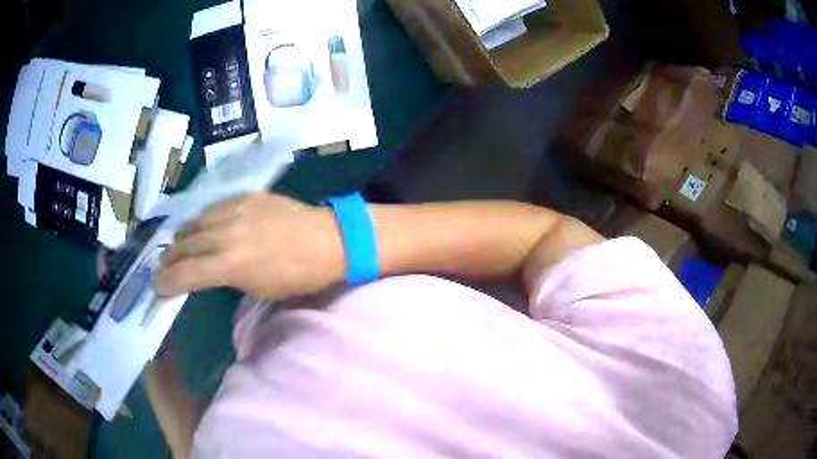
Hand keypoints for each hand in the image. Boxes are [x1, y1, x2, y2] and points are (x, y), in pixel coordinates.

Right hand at [154, 192, 344, 298]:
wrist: (329, 240)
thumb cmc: (298, 276)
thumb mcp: (259, 289)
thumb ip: (227, 279)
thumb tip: (209, 273)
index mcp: (229, 264)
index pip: (184, 274)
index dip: (166, 283)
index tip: (156, 288)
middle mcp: (224, 234)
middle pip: (183, 245)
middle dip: (169, 259)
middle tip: (163, 267)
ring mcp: (234, 209)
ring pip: (195, 221)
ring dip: (184, 237)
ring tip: (180, 246)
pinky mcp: (246, 195)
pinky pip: (214, 207)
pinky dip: (203, 220)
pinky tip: (204, 226)